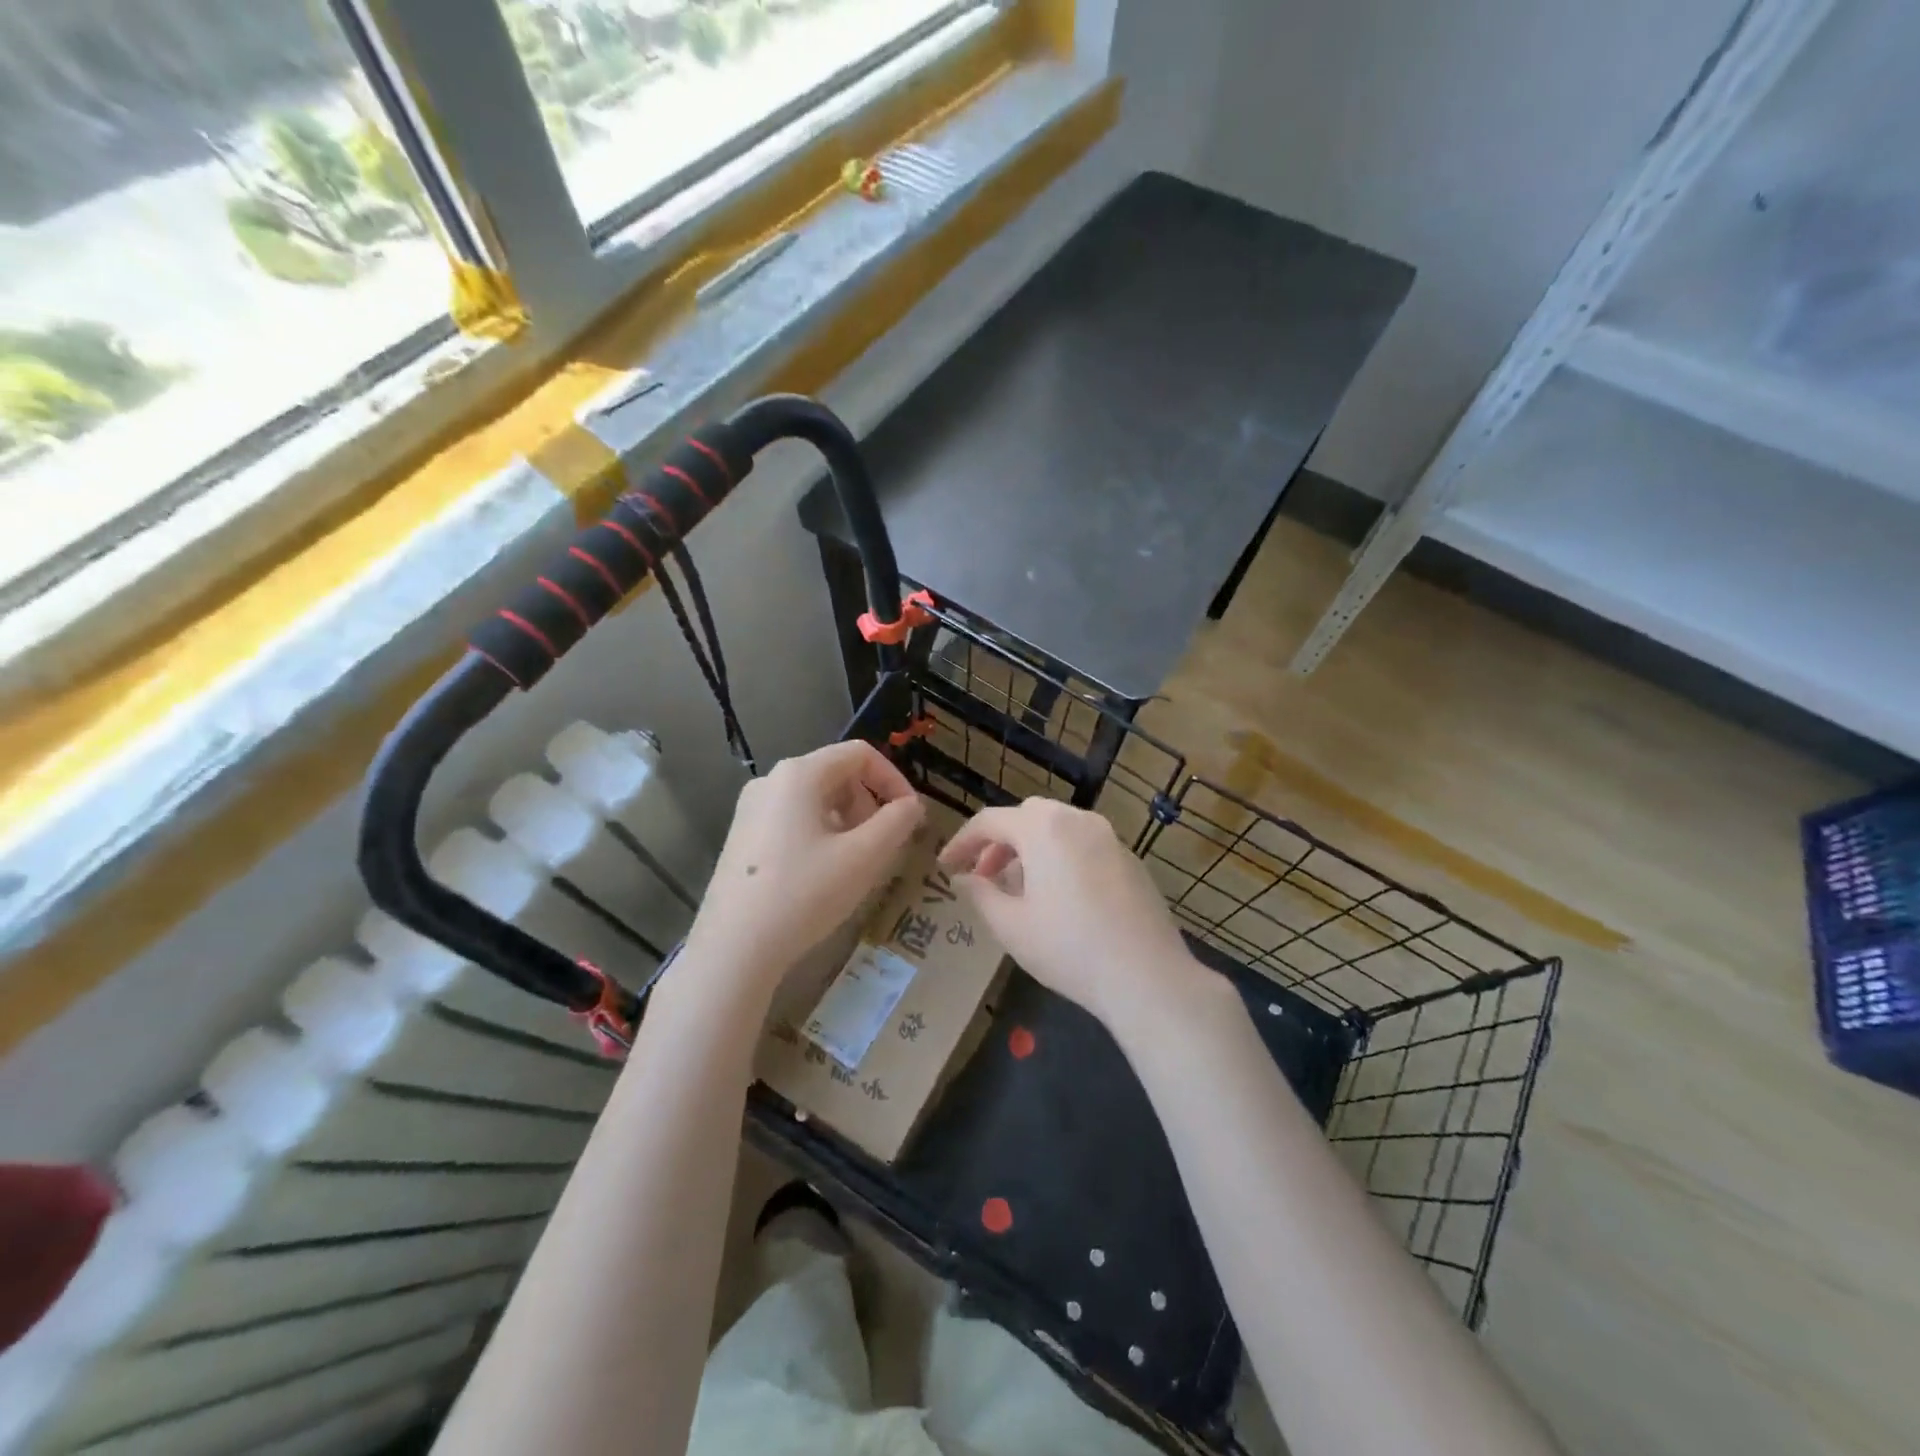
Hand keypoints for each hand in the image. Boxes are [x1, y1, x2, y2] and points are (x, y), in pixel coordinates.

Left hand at [682, 742, 924, 1002]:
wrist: (734, 949)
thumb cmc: (804, 894)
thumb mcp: (864, 857)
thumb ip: (897, 822)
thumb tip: (910, 806)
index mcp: (799, 773)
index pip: (860, 754)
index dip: (894, 779)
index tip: (911, 817)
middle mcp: (770, 781)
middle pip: (836, 774)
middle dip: (869, 804)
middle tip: (884, 845)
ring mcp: (751, 810)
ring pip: (816, 800)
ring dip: (848, 822)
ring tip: (857, 863)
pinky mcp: (742, 838)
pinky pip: (793, 820)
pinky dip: (821, 835)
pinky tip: (824, 875)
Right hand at [938, 799, 1204, 1030]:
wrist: (1147, 976)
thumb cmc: (1068, 949)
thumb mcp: (1011, 926)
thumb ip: (980, 895)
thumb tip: (963, 878)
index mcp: (1044, 828)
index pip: (991, 821)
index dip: (962, 841)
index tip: (946, 866)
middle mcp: (1078, 820)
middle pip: (1027, 816)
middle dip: (999, 842)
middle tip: (984, 876)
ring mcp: (1110, 837)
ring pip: (1058, 828)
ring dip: (1031, 849)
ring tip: (1019, 890)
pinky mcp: (1130, 860)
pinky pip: (1084, 845)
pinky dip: (1061, 857)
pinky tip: (1059, 898)